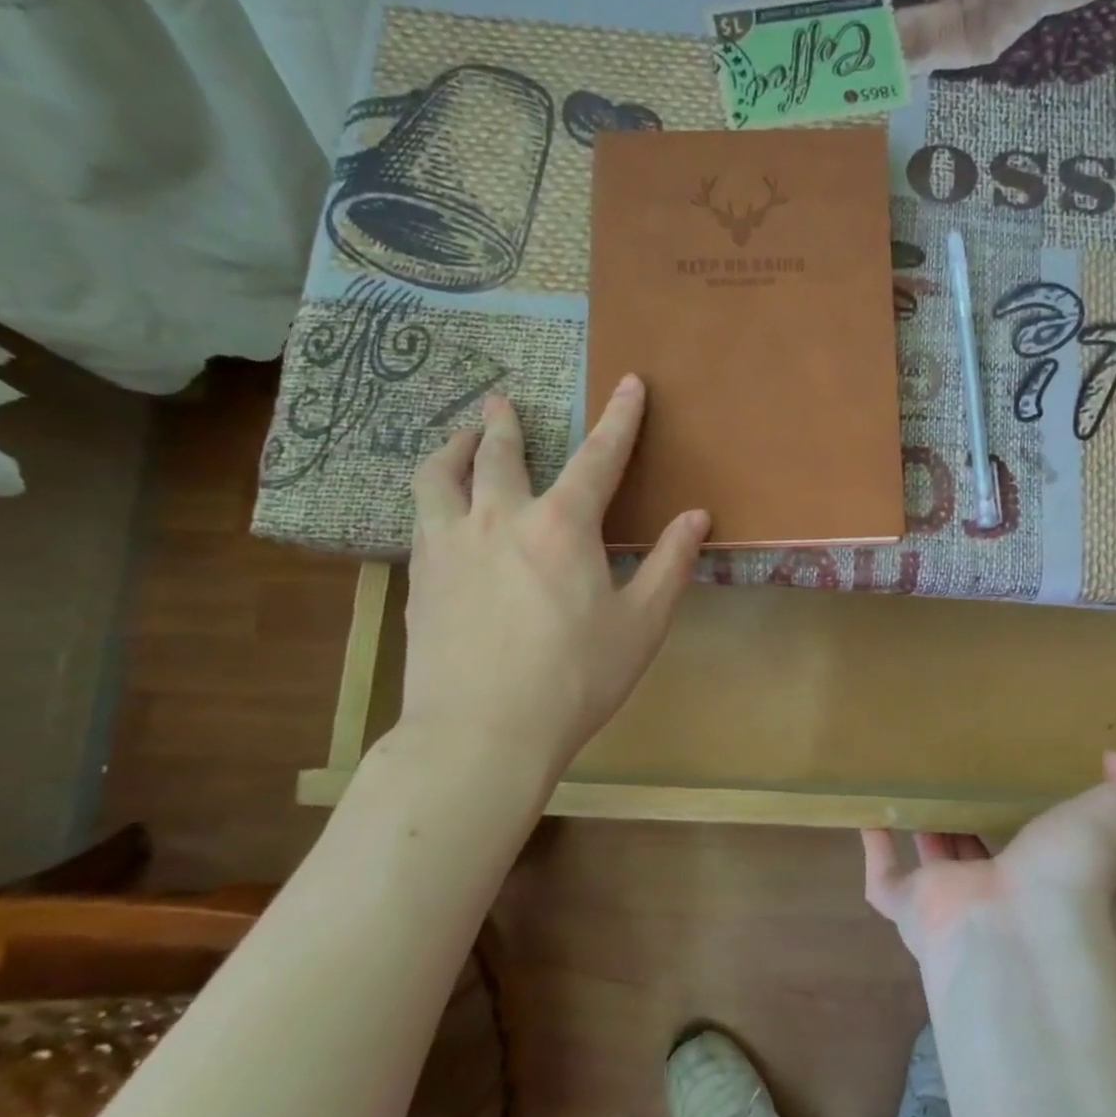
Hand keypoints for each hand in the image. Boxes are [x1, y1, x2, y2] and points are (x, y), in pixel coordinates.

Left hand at [401, 378, 707, 770]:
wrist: (482, 733)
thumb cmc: (576, 679)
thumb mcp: (641, 625)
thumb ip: (670, 565)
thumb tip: (696, 517)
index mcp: (561, 527)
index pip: (598, 457)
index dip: (619, 418)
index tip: (628, 382)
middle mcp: (498, 520)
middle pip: (499, 454)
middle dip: (506, 423)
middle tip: (502, 401)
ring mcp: (449, 547)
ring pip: (438, 478)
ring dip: (452, 450)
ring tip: (459, 441)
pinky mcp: (419, 580)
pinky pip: (420, 521)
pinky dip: (433, 501)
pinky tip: (439, 516)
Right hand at [860, 753, 1115, 965]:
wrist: (1019, 935)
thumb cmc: (1069, 873)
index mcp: (1047, 870)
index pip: (1035, 841)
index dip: (1028, 814)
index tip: (1016, 771)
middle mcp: (998, 887)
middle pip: (978, 849)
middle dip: (968, 818)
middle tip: (953, 772)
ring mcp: (950, 899)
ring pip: (930, 861)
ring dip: (921, 827)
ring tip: (910, 783)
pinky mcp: (910, 908)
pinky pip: (883, 879)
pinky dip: (873, 849)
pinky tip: (866, 811)